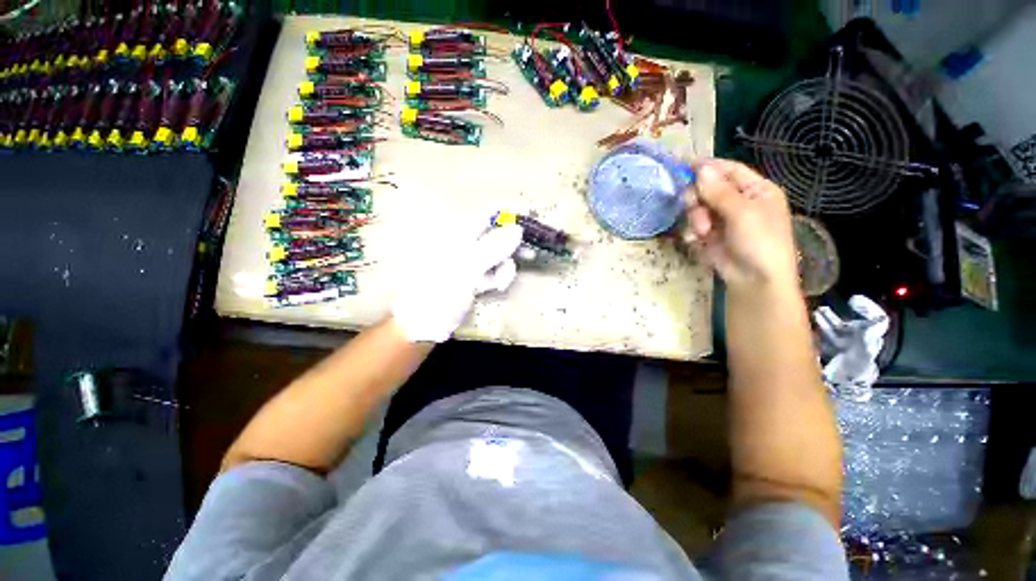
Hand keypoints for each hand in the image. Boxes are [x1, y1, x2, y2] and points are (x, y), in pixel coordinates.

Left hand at [392, 223, 523, 342]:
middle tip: (528, 255)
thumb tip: (517, 228)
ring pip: (495, 258)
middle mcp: (463, 246)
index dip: (505, 222)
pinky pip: (491, 273)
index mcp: (457, 236)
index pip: (485, 219)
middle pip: (493, 239)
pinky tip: (498, 286)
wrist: (427, 322)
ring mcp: (468, 264)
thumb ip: (494, 247)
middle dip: (509, 249)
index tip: (525, 231)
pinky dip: (497, 278)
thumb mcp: (469, 267)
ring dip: (504, 268)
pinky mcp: (472, 279)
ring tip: (501, 282)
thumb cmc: (443, 290)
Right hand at [684, 159, 797, 293]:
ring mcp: (723, 219)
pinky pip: (694, 225)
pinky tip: (699, 241)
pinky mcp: (710, 235)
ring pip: (698, 207)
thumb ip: (719, 191)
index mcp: (756, 190)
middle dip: (698, 198)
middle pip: (708, 188)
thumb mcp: (742, 213)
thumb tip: (700, 169)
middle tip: (694, 206)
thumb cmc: (759, 242)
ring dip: (696, 218)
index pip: (729, 170)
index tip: (685, 166)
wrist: (755, 280)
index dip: (709, 167)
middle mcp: (739, 201)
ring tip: (703, 232)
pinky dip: (693, 232)